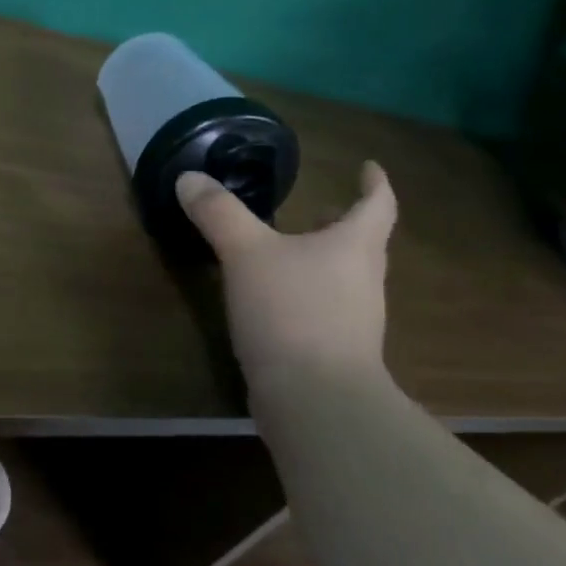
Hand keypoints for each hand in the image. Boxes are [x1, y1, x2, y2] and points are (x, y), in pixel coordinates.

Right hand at [175, 161, 397, 386]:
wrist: (314, 397)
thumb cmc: (290, 312)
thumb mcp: (245, 254)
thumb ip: (219, 214)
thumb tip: (189, 177)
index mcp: (353, 246)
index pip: (377, 204)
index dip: (374, 183)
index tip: (369, 168)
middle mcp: (364, 280)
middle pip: (363, 243)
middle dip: (343, 223)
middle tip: (322, 209)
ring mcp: (355, 322)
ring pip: (345, 279)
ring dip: (325, 261)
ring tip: (291, 254)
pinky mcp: (335, 354)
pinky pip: (325, 312)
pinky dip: (307, 297)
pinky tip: (276, 305)